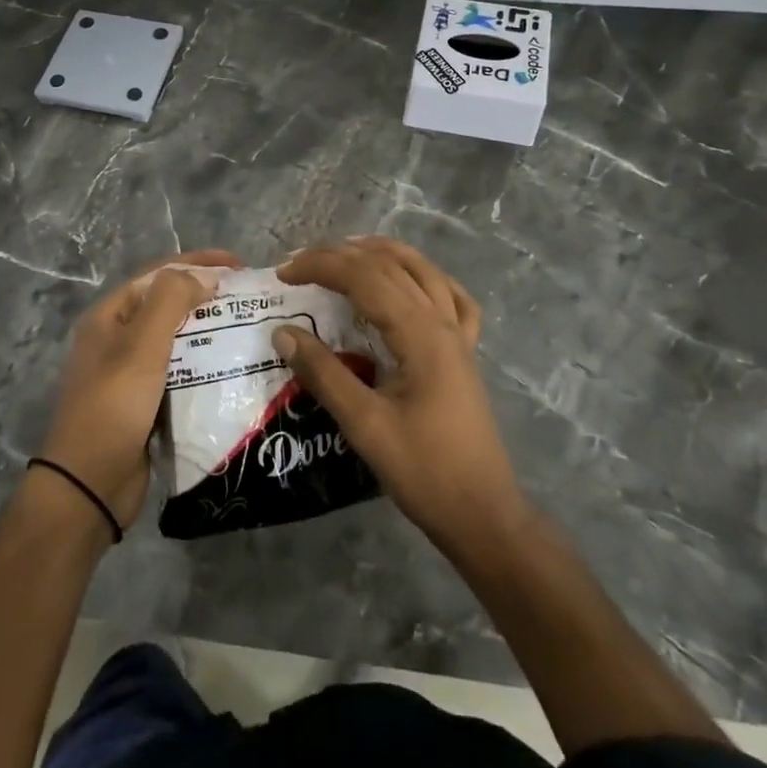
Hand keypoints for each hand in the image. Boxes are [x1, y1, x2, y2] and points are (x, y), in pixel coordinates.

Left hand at [40, 249, 240, 527]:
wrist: (89, 485)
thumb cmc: (114, 406)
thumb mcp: (141, 345)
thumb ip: (171, 301)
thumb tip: (205, 275)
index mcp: (110, 316)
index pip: (158, 274)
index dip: (198, 263)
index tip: (240, 265)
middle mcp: (117, 338)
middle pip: (168, 304)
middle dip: (207, 295)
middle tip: (250, 298)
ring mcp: (131, 372)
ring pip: (177, 339)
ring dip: (209, 330)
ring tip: (249, 329)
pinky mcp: (146, 402)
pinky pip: (181, 371)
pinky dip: (205, 364)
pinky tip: (233, 367)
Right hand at [274, 237, 526, 551]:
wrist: (483, 514)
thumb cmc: (424, 472)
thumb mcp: (365, 425)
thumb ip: (324, 374)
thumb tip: (283, 332)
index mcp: (420, 335)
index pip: (366, 278)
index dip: (322, 266)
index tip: (282, 274)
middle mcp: (442, 323)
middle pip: (391, 266)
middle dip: (342, 256)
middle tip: (300, 263)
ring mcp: (459, 336)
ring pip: (423, 272)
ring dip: (383, 254)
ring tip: (346, 253)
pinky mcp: (465, 353)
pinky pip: (451, 299)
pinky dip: (426, 279)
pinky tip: (411, 283)